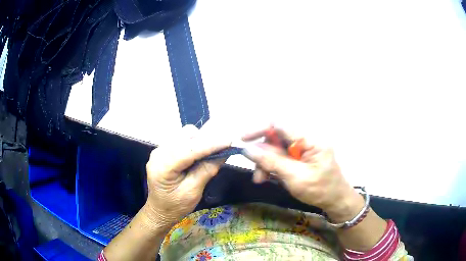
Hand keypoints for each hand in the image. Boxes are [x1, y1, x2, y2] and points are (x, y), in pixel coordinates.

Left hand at [142, 124, 229, 228]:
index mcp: (162, 167)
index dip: (209, 144)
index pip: (188, 150)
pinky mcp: (163, 149)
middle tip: (222, 149)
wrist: (159, 210)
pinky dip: (193, 143)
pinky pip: (181, 138)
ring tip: (210, 153)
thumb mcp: (193, 192)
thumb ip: (206, 170)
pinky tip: (199, 154)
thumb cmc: (175, 206)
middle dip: (205, 140)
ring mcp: (159, 149)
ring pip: (184, 134)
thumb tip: (224, 153)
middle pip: (185, 136)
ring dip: (200, 140)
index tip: (229, 141)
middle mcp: (158, 153)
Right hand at [242, 125, 363, 220]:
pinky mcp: (301, 156)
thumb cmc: (320, 190)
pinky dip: (272, 166)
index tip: (243, 140)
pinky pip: (281, 156)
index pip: (280, 125)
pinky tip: (268, 177)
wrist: (335, 200)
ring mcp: (303, 148)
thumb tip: (248, 149)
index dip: (260, 129)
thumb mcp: (295, 178)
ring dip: (266, 162)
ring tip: (261, 179)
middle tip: (256, 173)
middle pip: (276, 138)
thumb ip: (272, 162)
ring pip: (276, 149)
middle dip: (262, 154)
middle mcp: (306, 139)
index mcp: (310, 139)